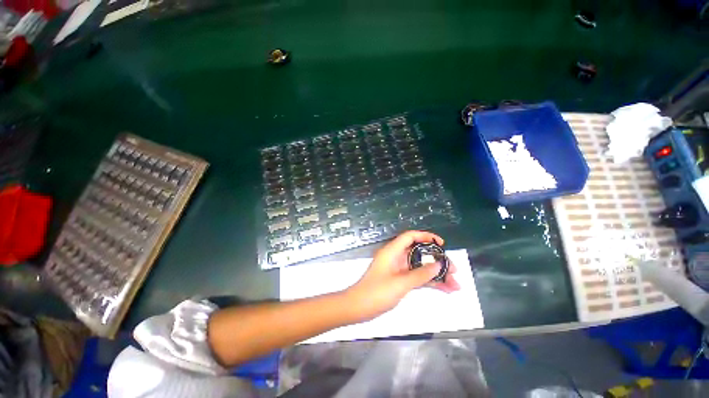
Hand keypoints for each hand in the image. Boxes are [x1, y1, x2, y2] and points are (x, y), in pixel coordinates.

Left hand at [345, 230, 460, 321]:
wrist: (358, 307)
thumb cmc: (377, 292)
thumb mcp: (400, 283)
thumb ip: (420, 274)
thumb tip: (438, 264)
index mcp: (393, 251)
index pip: (410, 236)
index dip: (426, 236)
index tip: (441, 244)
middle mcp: (396, 257)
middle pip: (419, 253)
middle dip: (437, 260)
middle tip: (454, 270)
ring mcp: (398, 269)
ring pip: (420, 267)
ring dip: (436, 274)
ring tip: (455, 284)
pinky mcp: (399, 280)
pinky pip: (417, 277)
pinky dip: (429, 282)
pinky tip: (444, 289)